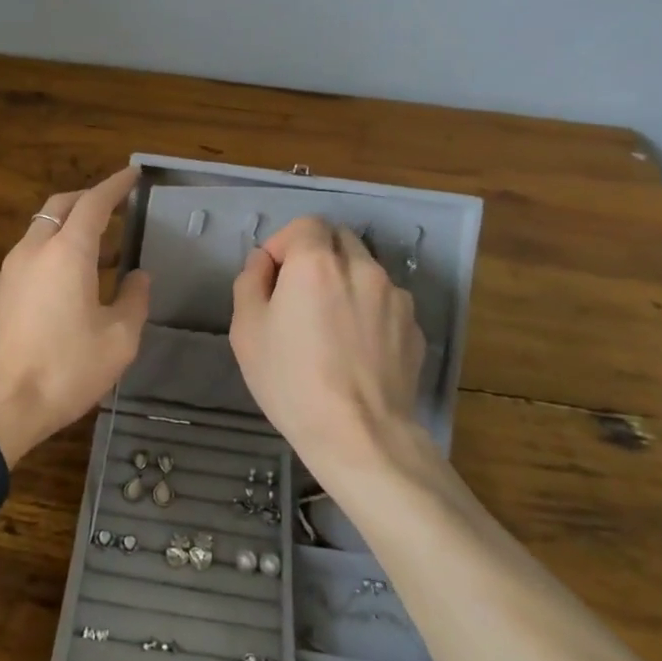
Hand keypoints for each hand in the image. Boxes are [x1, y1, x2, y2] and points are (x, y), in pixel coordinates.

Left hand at [0, 166, 151, 465]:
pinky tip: (68, 281)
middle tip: (116, 205)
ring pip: (41, 230)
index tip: (133, 174)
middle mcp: (32, 250)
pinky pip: (29, 256)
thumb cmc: (63, 371)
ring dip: (68, 226)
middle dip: (89, 198)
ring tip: (99, 247)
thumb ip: (134, 300)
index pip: (93, 203)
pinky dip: (52, 251)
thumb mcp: (117, 341)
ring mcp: (8, 271)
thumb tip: (138, 276)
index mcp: (65, 252)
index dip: (115, 186)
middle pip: (60, 206)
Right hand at [230, 217, 426, 482]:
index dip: (285, 243)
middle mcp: (362, 267)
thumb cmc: (292, 381)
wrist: (360, 436)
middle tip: (300, 295)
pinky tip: (357, 348)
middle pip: (339, 239)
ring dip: (345, 281)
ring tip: (331, 325)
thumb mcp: (247, 330)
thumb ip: (251, 280)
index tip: (273, 276)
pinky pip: (385, 302)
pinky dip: (369, 309)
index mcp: (316, 262)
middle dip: (317, 255)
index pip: (305, 224)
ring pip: (365, 269)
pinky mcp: (414, 326)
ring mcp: (395, 296)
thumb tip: (265, 261)